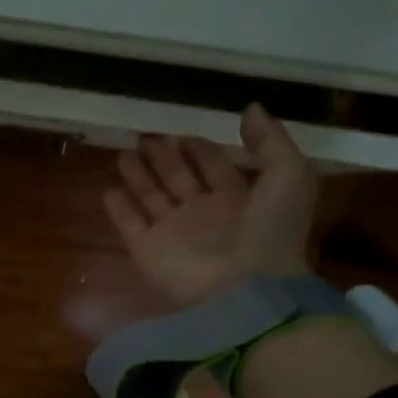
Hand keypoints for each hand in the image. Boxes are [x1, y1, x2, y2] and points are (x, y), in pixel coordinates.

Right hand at [104, 104, 315, 306]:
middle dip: (163, 157)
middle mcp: (203, 215)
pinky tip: (108, 190)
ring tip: (123, 153)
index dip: (201, 150)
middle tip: (145, 136)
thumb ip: (270, 141)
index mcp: (238, 199)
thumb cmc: (269, 231)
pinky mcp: (148, 251)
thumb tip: (250, 109)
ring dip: (138, 176)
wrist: (243, 288)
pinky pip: (129, 225)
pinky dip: (119, 209)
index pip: (215, 167)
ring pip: (151, 198)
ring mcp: (173, 234)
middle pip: (178, 179)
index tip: (183, 132)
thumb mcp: (288, 175)